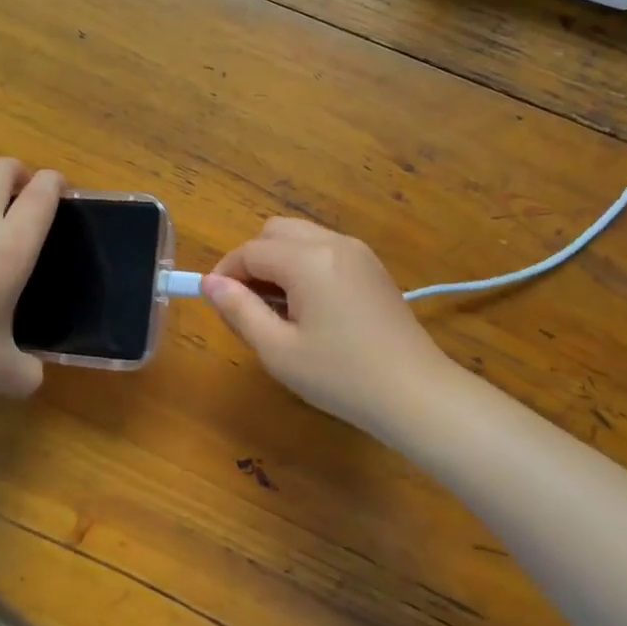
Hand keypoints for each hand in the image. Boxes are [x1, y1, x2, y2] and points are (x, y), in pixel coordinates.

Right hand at [204, 218, 451, 434]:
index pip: (250, 251)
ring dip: (278, 261)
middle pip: (275, 232)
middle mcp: (333, 243)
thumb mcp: (278, 350)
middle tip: (248, 305)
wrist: (415, 393)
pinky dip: (304, 265)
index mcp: (308, 260)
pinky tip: (309, 308)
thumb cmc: (340, 377)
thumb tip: (211, 284)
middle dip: (252, 260)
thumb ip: (239, 311)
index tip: (216, 303)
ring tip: (278, 310)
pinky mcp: (372, 267)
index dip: (225, 273)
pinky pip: (325, 250)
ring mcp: (358, 252)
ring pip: (301, 237)